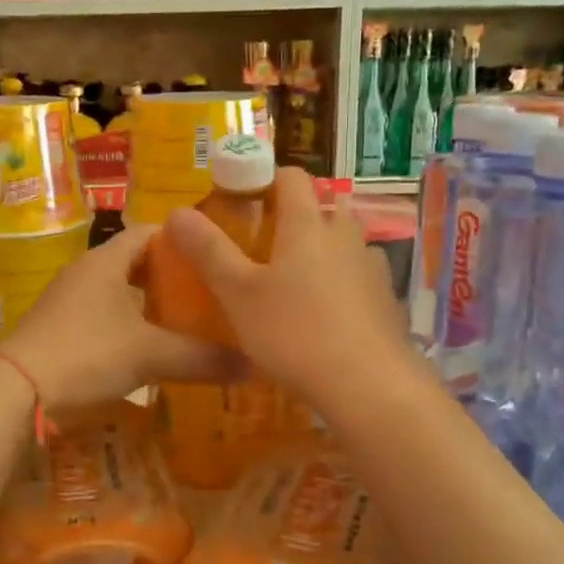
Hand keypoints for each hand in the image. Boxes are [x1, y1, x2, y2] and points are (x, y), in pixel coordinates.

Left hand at [0, 224, 243, 413]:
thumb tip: (252, 365)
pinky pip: (102, 316)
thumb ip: (201, 358)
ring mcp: (68, 301)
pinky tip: (148, 348)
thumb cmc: (87, 353)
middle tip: (206, 291)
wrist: (18, 389)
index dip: (181, 239)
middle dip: (169, 275)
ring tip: (184, 319)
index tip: (212, 254)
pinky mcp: (60, 328)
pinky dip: (128, 324)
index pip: (149, 232)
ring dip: (147, 302)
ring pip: (117, 291)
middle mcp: (85, 272)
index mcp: (106, 261)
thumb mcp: (150, 354)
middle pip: (134, 262)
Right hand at [161, 168, 414, 411]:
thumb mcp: (238, 295)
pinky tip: (324, 314)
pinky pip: (358, 276)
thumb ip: (208, 251)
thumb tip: (177, 211)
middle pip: (323, 206)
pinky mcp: (386, 300)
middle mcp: (345, 235)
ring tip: (293, 280)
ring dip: (321, 249)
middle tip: (264, 243)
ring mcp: (371, 267)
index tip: (241, 198)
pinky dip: (340, 282)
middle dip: (295, 216)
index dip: (265, 178)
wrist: (369, 385)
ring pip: (344, 242)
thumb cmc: (294, 333)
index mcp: (307, 225)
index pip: (291, 177)